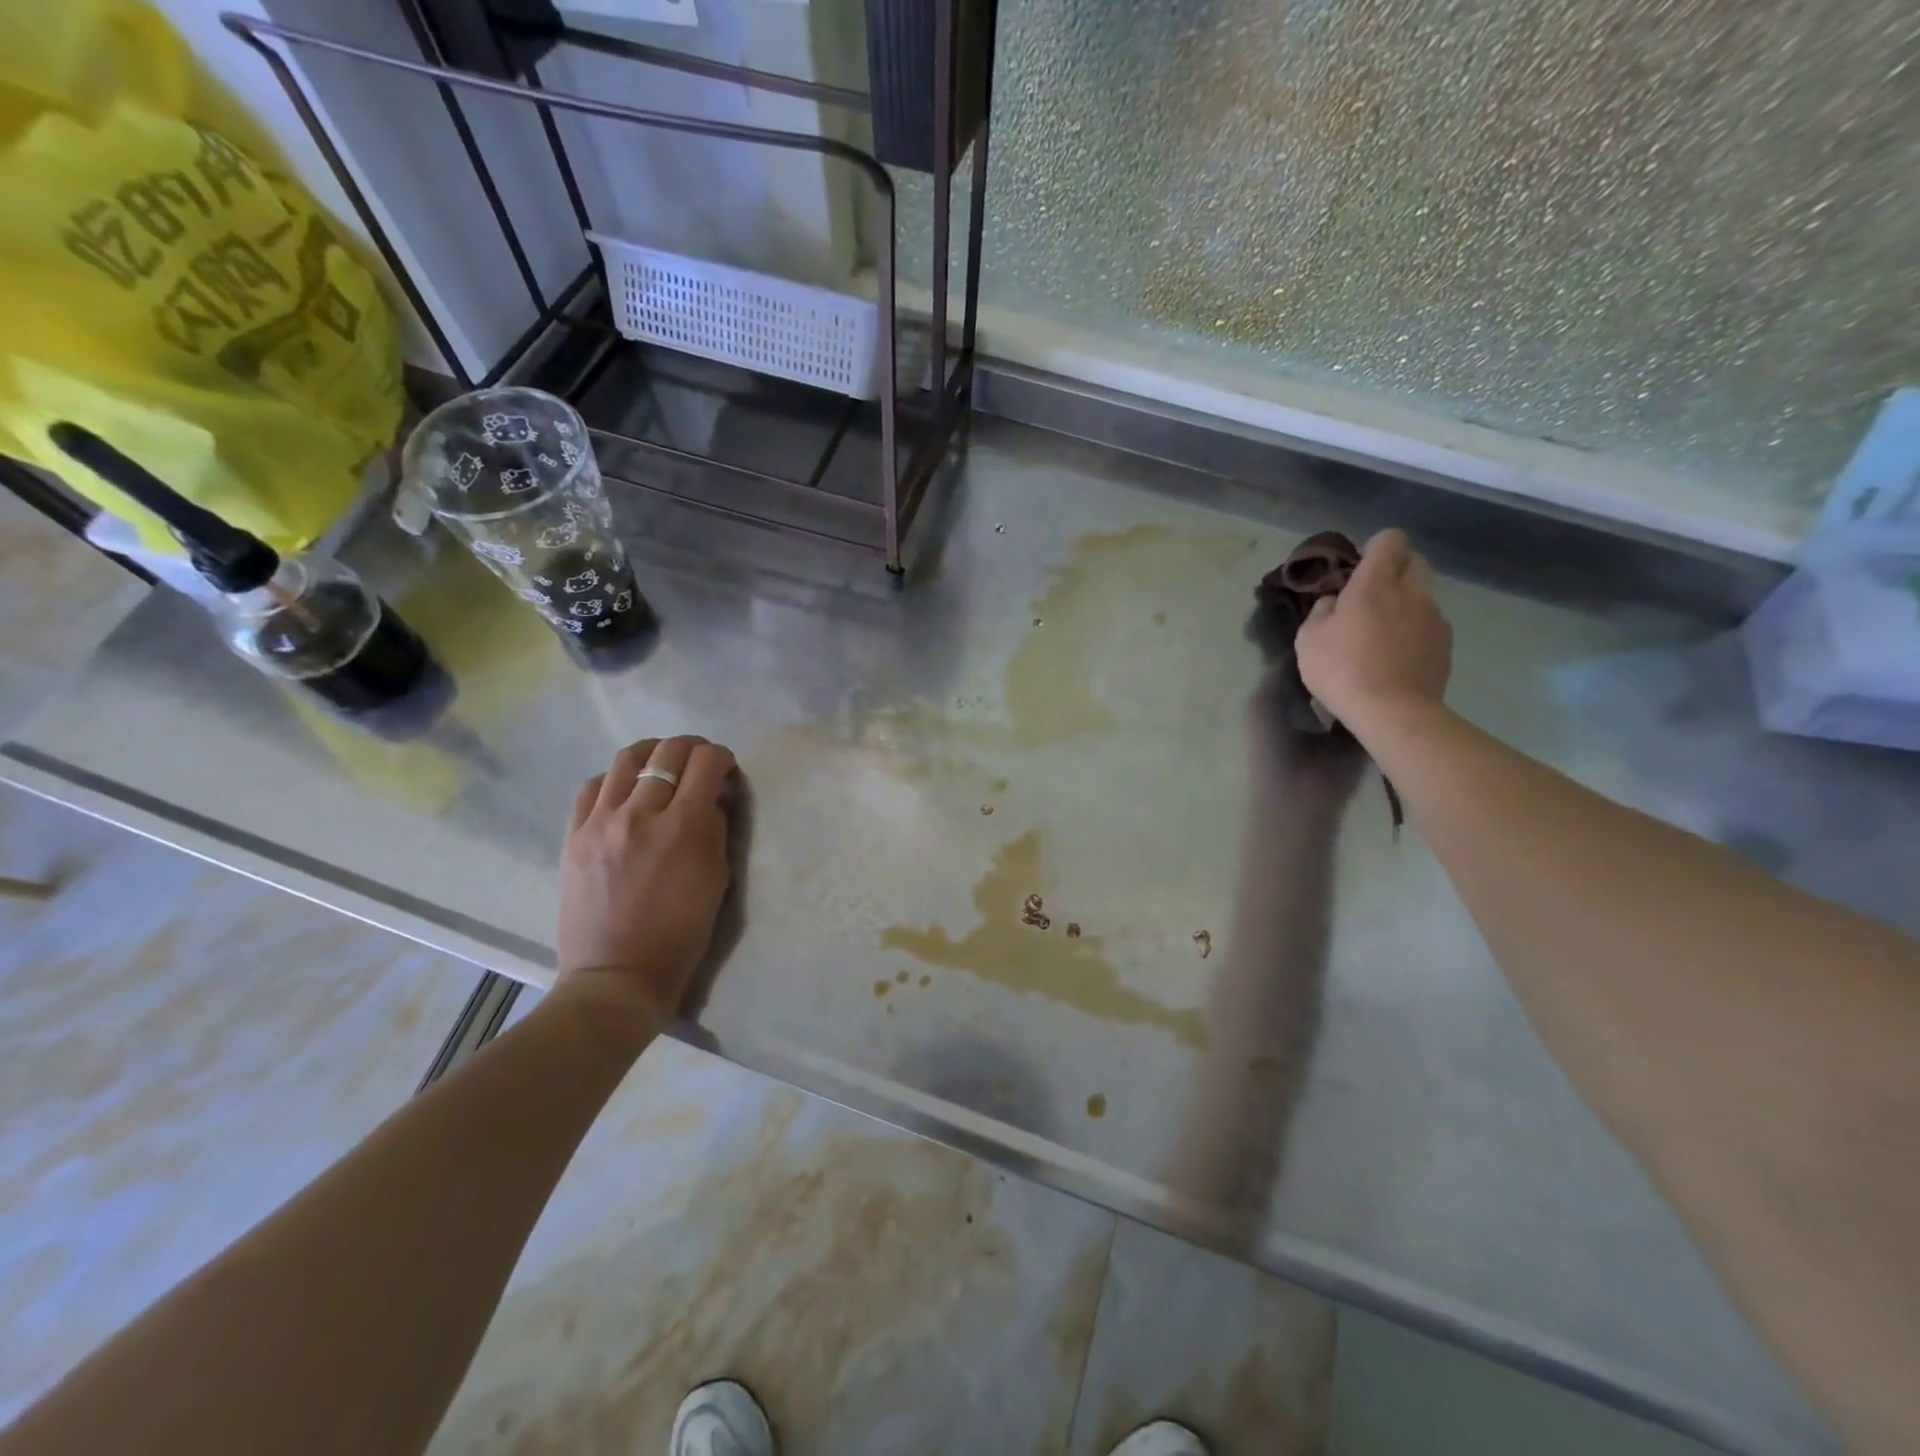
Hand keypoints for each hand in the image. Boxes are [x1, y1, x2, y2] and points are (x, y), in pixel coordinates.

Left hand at [555, 735, 736, 1028]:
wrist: (617, 973)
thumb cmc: (681, 932)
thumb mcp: (717, 879)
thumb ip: (716, 829)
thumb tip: (712, 798)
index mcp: (683, 828)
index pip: (706, 763)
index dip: (722, 757)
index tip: (726, 768)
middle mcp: (641, 814)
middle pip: (667, 752)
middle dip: (692, 748)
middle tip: (699, 761)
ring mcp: (601, 822)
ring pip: (626, 759)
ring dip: (652, 753)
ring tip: (661, 764)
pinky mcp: (574, 835)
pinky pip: (593, 787)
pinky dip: (616, 779)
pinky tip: (625, 791)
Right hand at [1295, 529, 1451, 738]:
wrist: (1392, 711)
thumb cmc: (1341, 670)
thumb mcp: (1308, 639)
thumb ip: (1321, 611)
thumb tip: (1335, 602)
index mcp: (1375, 584)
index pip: (1390, 540)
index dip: (1375, 548)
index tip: (1357, 569)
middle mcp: (1411, 592)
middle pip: (1415, 560)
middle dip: (1395, 568)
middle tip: (1371, 594)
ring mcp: (1434, 617)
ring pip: (1423, 594)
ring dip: (1405, 602)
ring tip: (1382, 633)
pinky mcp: (1445, 643)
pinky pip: (1429, 624)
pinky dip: (1414, 630)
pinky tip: (1396, 656)